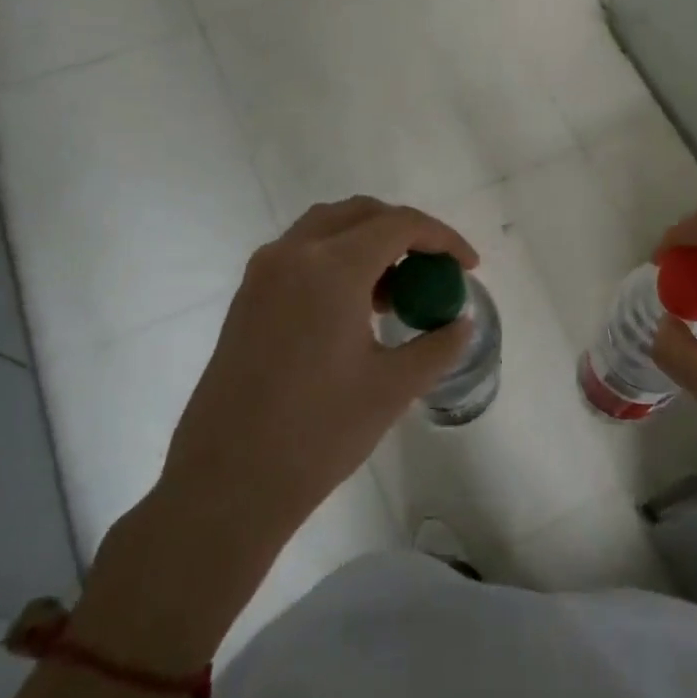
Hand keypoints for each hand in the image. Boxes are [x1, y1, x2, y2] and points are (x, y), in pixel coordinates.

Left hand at [76, 198, 476, 662]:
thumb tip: (461, 323)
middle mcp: (292, 255)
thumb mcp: (393, 388)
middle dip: (406, 231)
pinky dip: (337, 260)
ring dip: (368, 242)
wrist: (227, 484)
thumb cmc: (318, 433)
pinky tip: (354, 309)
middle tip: (434, 269)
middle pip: (361, 213)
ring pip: (326, 229)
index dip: (443, 238)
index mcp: (331, 268)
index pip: (400, 225)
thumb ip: (437, 345)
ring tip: (395, 291)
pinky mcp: (246, 299)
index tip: (469, 267)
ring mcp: (262, 275)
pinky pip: (301, 254)